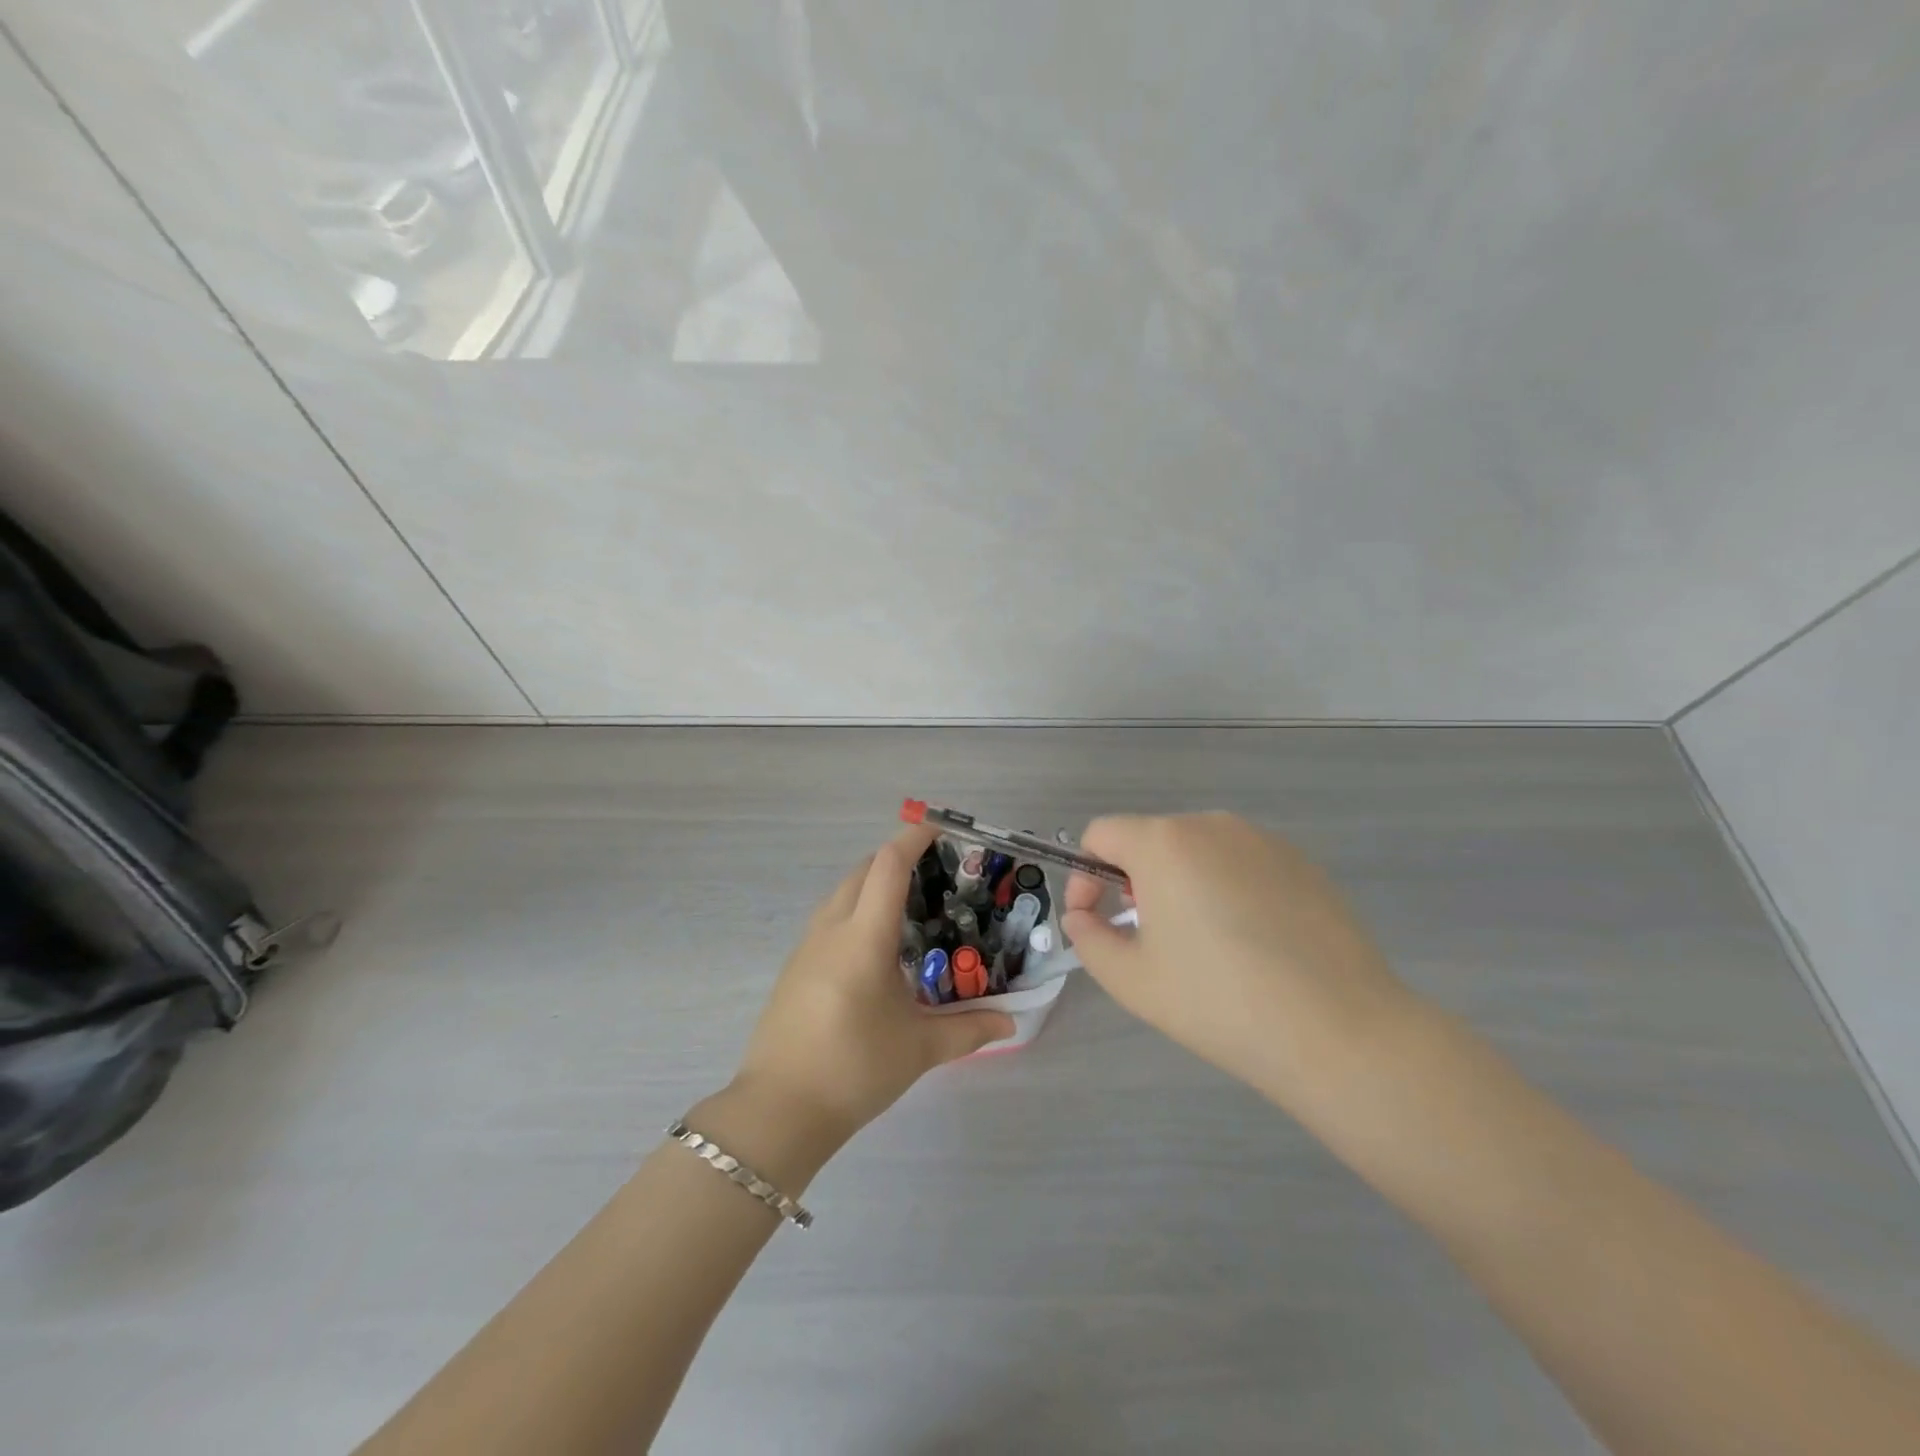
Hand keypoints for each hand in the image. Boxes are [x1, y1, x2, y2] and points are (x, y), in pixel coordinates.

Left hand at [729, 825, 1012, 1146]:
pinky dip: (854, 909)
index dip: (913, 839)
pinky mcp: (794, 967)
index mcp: (863, 937)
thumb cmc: (854, 1069)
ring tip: (906, 905)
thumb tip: (1011, 1021)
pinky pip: (828, 918)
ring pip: (841, 892)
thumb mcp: (919, 1049)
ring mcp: (806, 946)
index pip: (887, 866)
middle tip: (932, 871)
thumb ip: (969, 1029)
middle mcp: (831, 929)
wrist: (778, 1110)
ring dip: (871, 883)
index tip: (939, 828)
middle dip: (895, 859)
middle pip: (862, 870)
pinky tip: (873, 945)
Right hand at [1061, 813, 1413, 1112]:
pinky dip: (1227, 889)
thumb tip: (1083, 916)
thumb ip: (1088, 938)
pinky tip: (1251, 944)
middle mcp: (1212, 825)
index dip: (1084, 875)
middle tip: (1148, 939)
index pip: (1101, 834)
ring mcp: (1264, 841)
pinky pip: (1241, 864)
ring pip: (1197, 851)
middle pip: (1150, 839)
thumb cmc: (1219, 1002)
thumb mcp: (1131, 979)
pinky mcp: (1303, 863)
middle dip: (1134, 882)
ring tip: (1201, 944)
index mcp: (1164, 843)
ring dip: (1180, 884)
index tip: (1095, 921)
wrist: (1339, 1031)